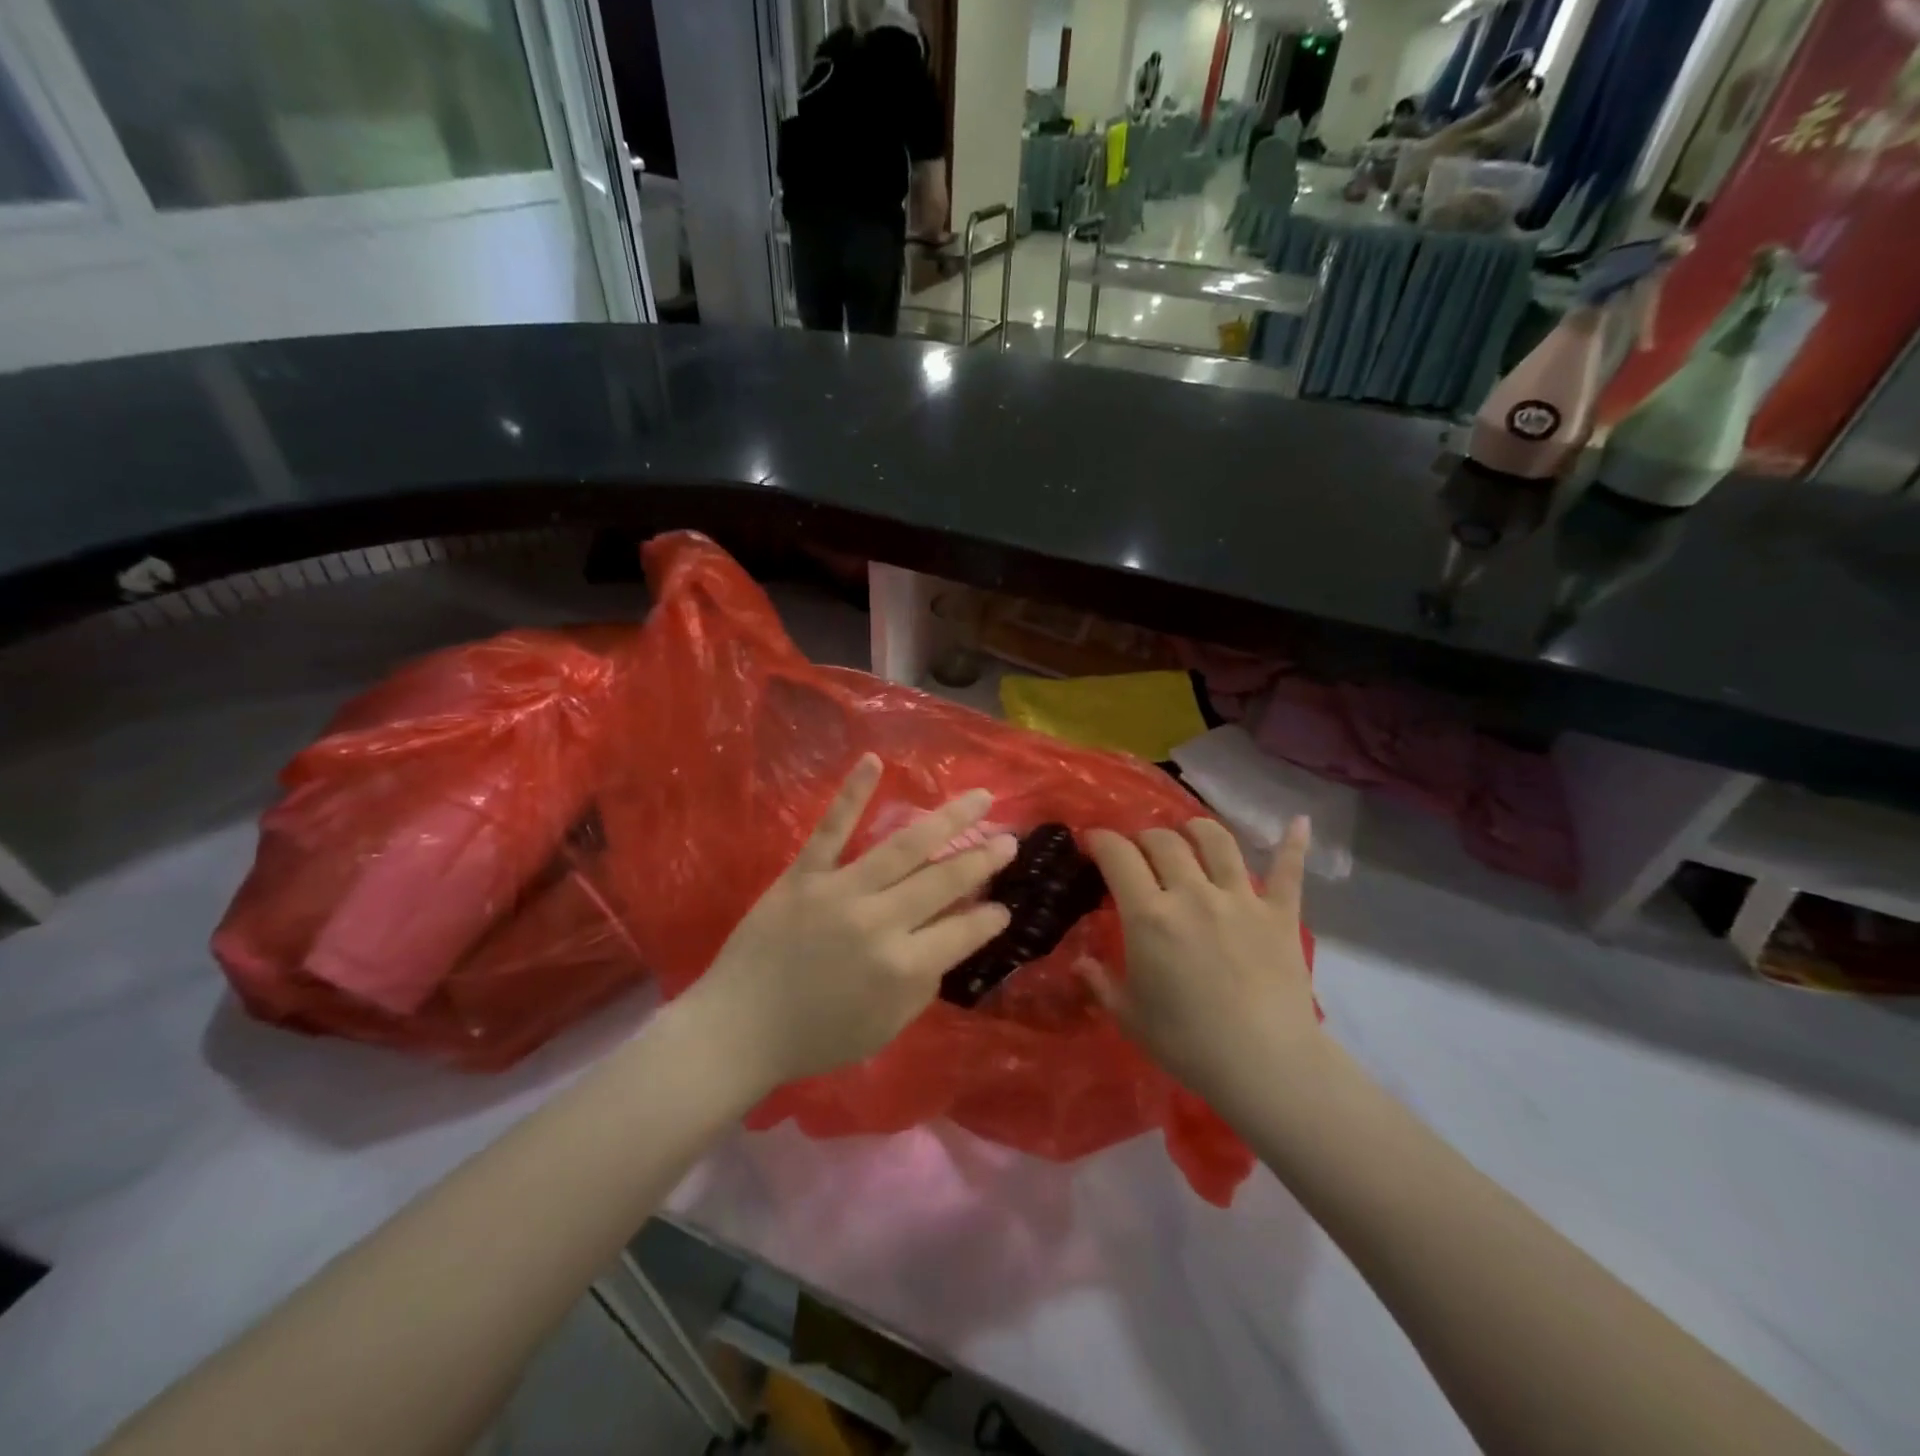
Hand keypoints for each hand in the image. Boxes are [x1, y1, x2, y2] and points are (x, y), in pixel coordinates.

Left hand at [687, 755, 1014, 1091]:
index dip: (991, 917)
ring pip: (904, 847)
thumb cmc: (816, 1036)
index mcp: (903, 968)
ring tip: (980, 798)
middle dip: (984, 859)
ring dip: (947, 819)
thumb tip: (950, 944)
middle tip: (1010, 840)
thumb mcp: (884, 1028)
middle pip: (944, 880)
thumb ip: (924, 986)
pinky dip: (852, 793)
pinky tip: (875, 761)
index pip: (964, 932)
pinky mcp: (803, 875)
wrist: (738, 1029)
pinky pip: (831, 829)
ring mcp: (840, 891)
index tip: (1006, 905)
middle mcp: (880, 922)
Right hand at [1084, 818, 1320, 1111]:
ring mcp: (1240, 899)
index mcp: (1150, 915)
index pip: (1119, 856)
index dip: (1101, 840)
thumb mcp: (1129, 1016)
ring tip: (1190, 832)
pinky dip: (1292, 844)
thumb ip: (1100, 982)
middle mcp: (1192, 893)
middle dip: (1144, 837)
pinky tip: (1298, 822)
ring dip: (1198, 829)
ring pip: (1217, 841)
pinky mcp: (1280, 913)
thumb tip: (1080, 961)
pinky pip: (1288, 870)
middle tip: (1138, 851)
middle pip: (1164, 841)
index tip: (1093, 842)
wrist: (1266, 1066)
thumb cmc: (1188, 1043)